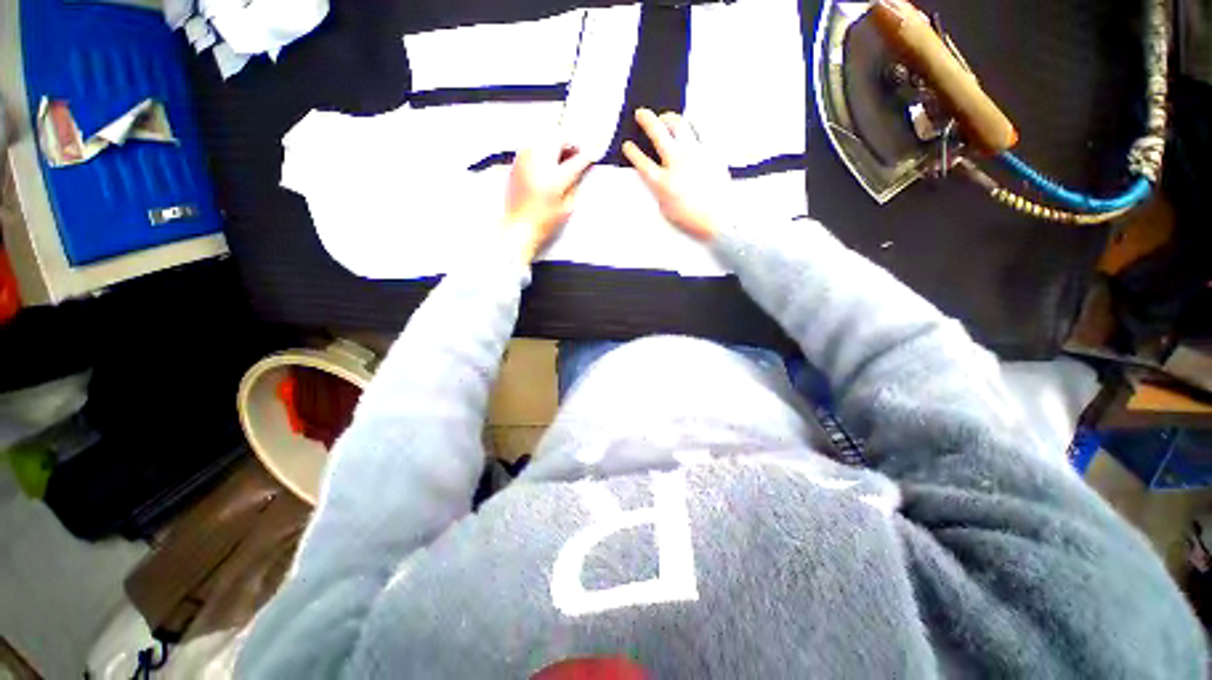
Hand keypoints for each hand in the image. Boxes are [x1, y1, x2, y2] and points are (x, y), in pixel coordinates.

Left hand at [504, 141, 593, 261]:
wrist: (518, 227)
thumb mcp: (567, 207)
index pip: (577, 159)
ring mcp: (525, 161)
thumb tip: (579, 171)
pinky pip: (531, 145)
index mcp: (555, 177)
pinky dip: (542, 147)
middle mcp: (539, 164)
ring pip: (543, 136)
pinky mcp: (516, 163)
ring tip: (561, 155)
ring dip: (555, 142)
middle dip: (570, 142)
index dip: (588, 155)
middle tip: (576, 151)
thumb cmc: (541, 223)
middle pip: (558, 138)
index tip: (593, 153)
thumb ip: (574, 185)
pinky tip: (546, 160)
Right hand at [622, 109, 732, 241]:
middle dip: (646, 120)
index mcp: (663, 182)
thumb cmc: (692, 217)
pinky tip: (686, 128)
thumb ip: (659, 189)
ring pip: (679, 125)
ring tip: (663, 117)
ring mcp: (694, 154)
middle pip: (657, 133)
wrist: (719, 217)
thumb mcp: (666, 208)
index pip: (641, 161)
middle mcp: (676, 163)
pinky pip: (699, 131)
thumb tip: (659, 174)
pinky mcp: (710, 151)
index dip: (632, 151)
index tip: (628, 145)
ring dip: (667, 117)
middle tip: (641, 114)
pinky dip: (690, 127)